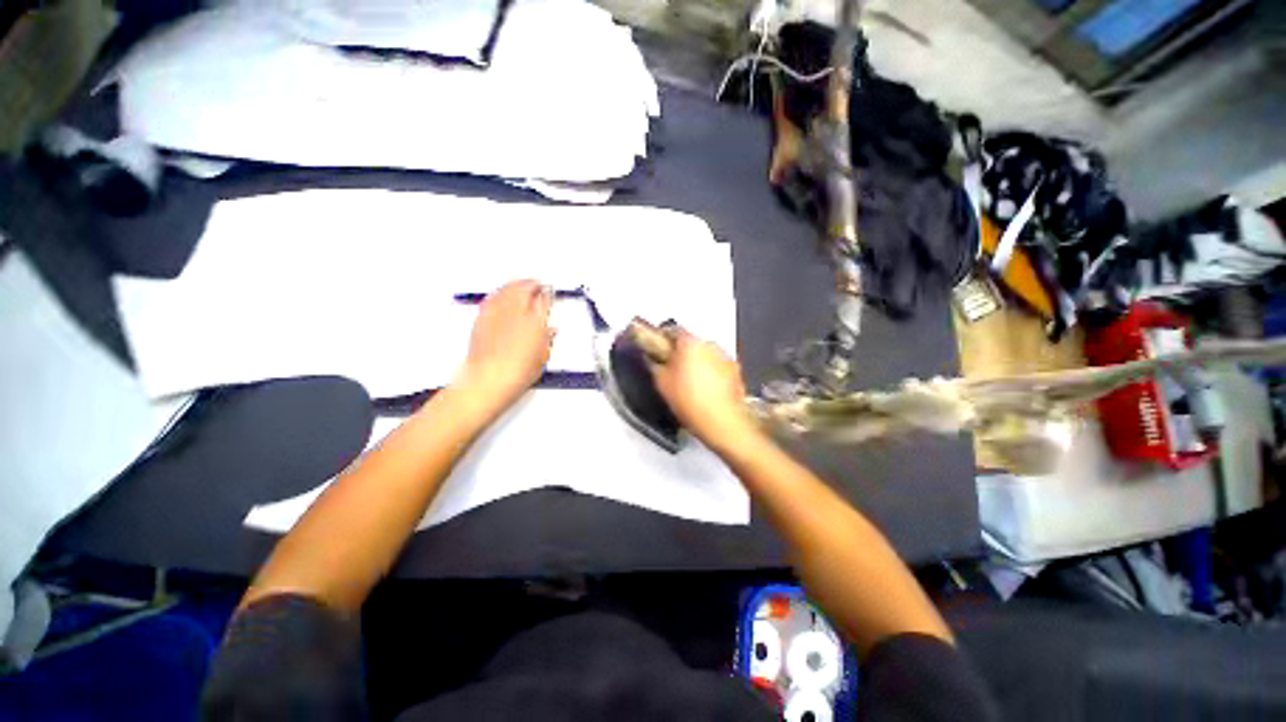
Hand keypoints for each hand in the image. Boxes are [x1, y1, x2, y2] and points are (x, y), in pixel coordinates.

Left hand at [454, 280, 553, 411]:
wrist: (489, 379)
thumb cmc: (516, 370)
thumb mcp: (542, 355)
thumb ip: (547, 338)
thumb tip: (549, 330)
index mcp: (536, 320)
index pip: (544, 297)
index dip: (548, 293)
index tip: (549, 292)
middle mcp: (515, 311)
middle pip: (523, 287)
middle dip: (531, 284)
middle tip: (536, 285)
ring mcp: (496, 313)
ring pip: (506, 289)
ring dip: (515, 285)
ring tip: (519, 285)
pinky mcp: (482, 318)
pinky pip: (493, 297)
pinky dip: (500, 293)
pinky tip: (500, 295)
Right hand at [647, 329, 755, 450]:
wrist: (721, 421)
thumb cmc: (690, 401)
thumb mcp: (662, 384)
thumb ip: (656, 366)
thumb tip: (654, 361)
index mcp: (690, 343)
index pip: (674, 331)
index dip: (664, 339)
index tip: (660, 349)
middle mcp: (710, 344)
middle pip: (691, 343)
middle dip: (683, 353)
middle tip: (674, 369)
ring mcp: (725, 357)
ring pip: (706, 354)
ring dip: (698, 362)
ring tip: (691, 383)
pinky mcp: (736, 371)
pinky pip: (719, 366)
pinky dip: (712, 373)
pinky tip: (706, 390)